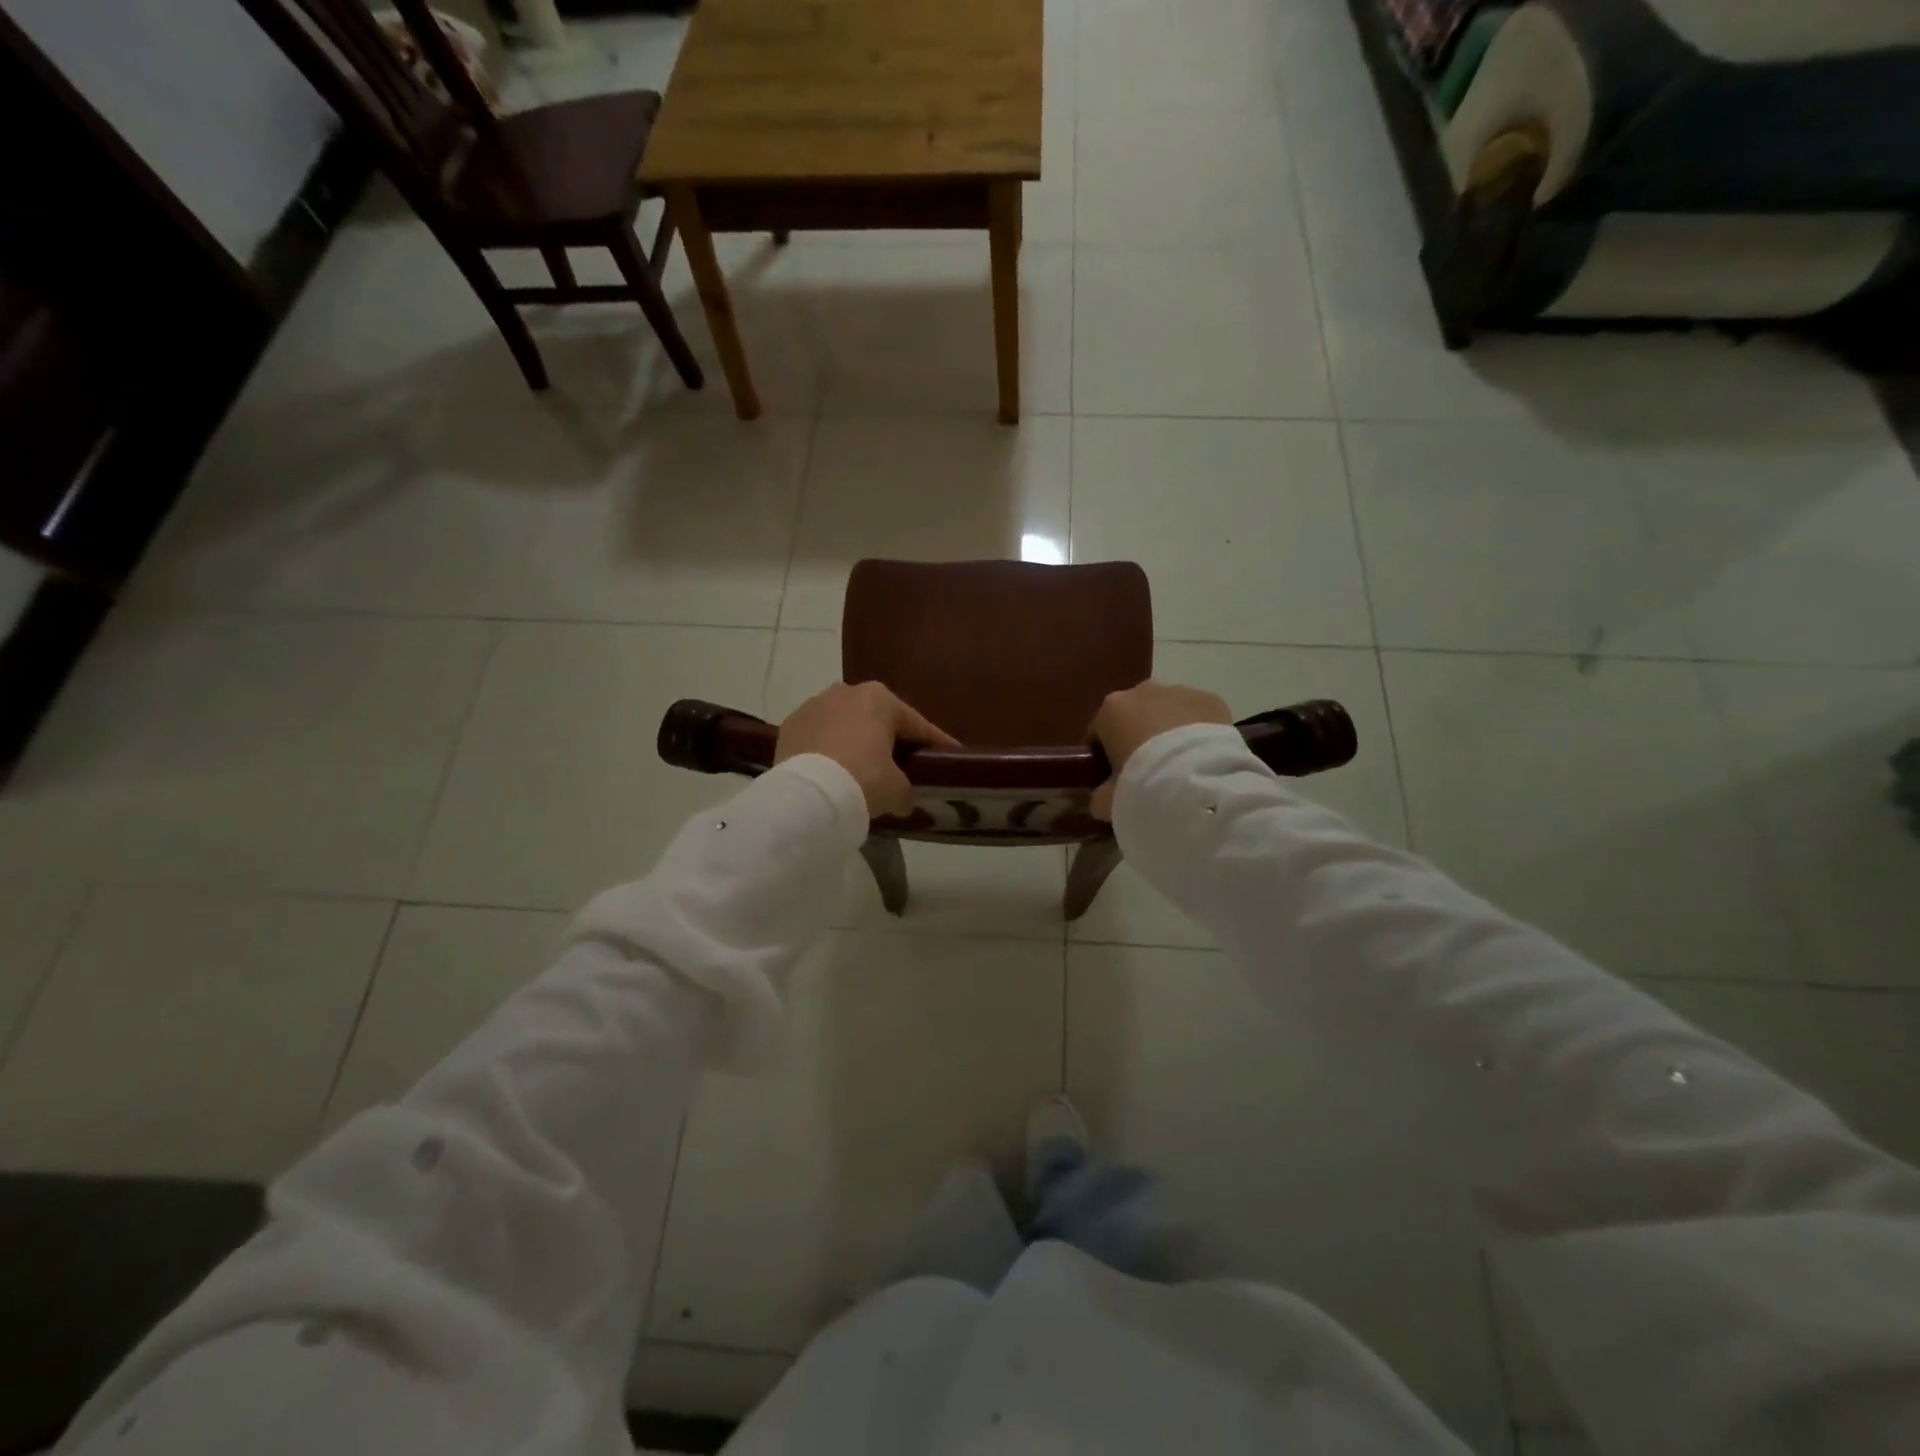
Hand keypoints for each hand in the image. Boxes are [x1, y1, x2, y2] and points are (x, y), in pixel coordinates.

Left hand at [776, 681, 959, 816]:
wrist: (809, 795)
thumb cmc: (864, 780)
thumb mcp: (898, 789)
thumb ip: (906, 788)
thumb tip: (904, 798)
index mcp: (880, 698)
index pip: (916, 725)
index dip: (936, 744)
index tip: (950, 756)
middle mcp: (846, 691)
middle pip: (877, 720)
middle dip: (890, 740)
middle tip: (904, 765)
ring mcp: (813, 706)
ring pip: (845, 726)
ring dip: (856, 743)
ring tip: (864, 770)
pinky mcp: (789, 726)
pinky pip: (819, 739)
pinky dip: (829, 752)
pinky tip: (834, 772)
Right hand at [1089, 681, 1231, 818]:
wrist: (1199, 781)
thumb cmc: (1141, 785)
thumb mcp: (1108, 800)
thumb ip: (1100, 794)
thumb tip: (1101, 796)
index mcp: (1111, 710)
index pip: (1099, 731)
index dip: (1103, 754)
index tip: (1111, 775)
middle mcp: (1143, 692)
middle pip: (1135, 714)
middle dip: (1139, 735)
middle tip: (1147, 769)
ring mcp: (1180, 691)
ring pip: (1169, 710)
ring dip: (1170, 730)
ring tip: (1180, 764)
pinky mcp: (1212, 699)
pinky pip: (1198, 715)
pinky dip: (1197, 731)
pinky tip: (1203, 757)